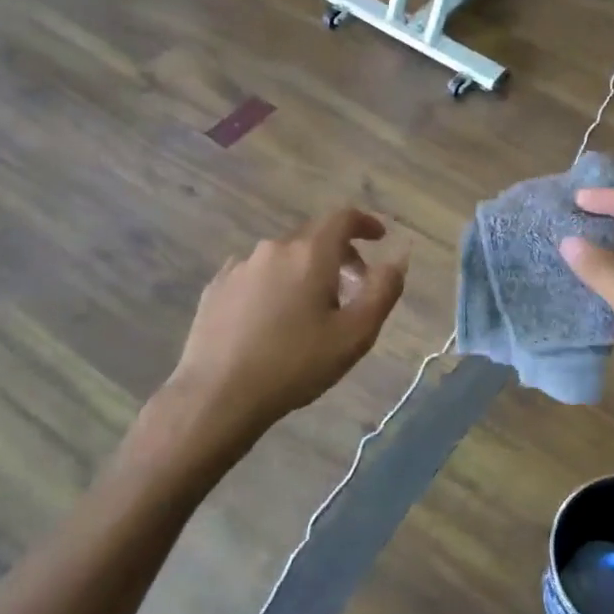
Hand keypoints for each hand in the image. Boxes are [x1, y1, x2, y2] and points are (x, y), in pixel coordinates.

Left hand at [144, 209, 407, 474]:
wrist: (217, 396)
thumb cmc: (295, 364)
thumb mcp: (355, 334)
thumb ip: (383, 290)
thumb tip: (397, 258)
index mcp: (309, 253)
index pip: (342, 218)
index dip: (365, 223)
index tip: (379, 238)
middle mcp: (273, 249)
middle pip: (313, 237)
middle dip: (340, 253)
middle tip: (354, 286)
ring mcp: (239, 267)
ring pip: (283, 257)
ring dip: (305, 272)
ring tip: (312, 310)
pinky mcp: (216, 288)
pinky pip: (256, 275)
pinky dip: (275, 285)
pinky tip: (273, 319)